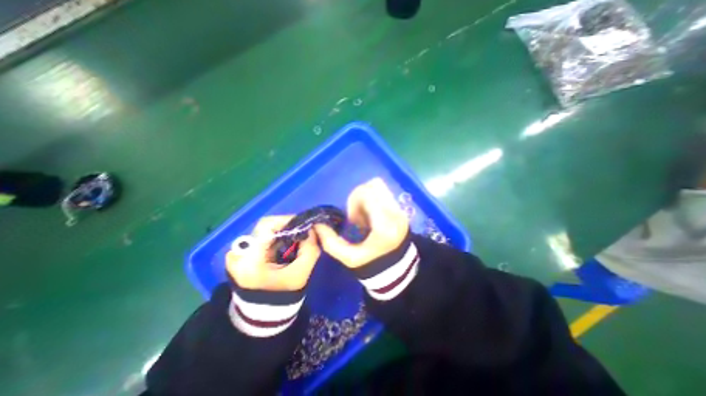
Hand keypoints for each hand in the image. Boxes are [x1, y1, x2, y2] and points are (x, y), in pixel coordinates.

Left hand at [228, 216, 321, 292]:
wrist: (264, 312)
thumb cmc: (284, 294)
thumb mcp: (302, 272)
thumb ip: (310, 249)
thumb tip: (311, 229)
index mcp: (250, 261)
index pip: (267, 226)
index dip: (287, 220)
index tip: (304, 225)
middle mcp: (238, 254)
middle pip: (265, 226)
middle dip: (286, 226)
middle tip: (301, 232)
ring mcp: (236, 254)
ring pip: (263, 230)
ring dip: (281, 231)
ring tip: (294, 240)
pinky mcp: (239, 254)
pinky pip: (260, 237)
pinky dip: (274, 237)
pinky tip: (283, 246)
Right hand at [315, 179, 407, 268]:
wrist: (398, 269)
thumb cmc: (372, 264)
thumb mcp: (348, 258)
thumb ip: (330, 242)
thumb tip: (317, 224)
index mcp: (384, 225)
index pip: (367, 193)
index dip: (354, 202)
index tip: (352, 220)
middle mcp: (396, 213)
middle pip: (374, 185)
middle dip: (359, 198)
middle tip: (357, 216)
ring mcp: (401, 210)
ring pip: (379, 186)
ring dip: (366, 197)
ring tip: (365, 215)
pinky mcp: (402, 209)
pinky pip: (384, 193)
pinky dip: (373, 199)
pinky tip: (372, 215)